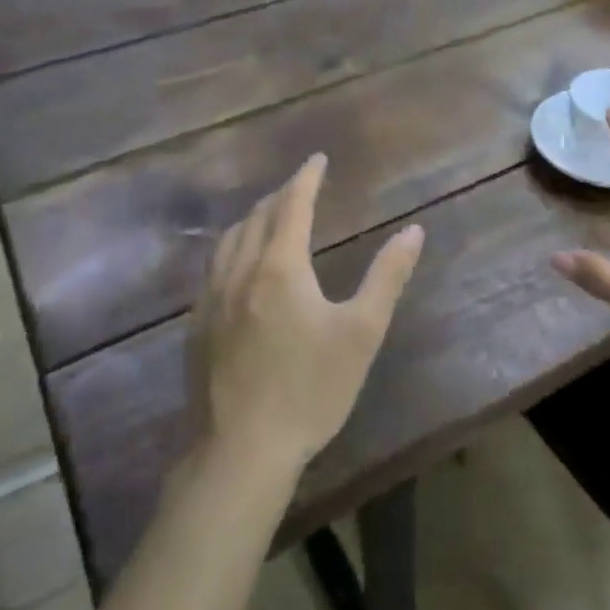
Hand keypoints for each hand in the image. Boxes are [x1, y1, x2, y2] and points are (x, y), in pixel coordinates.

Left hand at [194, 154, 424, 476]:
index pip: (293, 204)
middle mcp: (240, 272)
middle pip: (257, 217)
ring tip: (267, 216)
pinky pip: (213, 268)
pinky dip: (231, 249)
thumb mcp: (361, 333)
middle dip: (279, 195)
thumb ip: (387, 277)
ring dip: (251, 219)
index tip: (317, 158)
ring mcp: (211, 300)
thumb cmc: (310, 389)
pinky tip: (237, 268)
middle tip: (299, 186)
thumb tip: (413, 230)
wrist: (241, 451)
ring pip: (228, 241)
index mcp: (280, 266)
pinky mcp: (196, 327)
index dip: (306, 177)